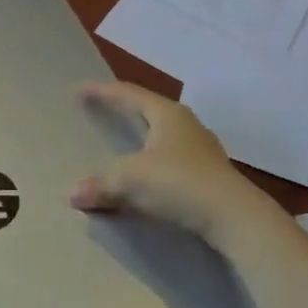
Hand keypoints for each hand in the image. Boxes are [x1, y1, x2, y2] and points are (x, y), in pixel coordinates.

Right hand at [71, 81, 267, 246]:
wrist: (235, 218)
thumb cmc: (180, 183)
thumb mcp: (131, 180)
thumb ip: (100, 184)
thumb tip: (71, 195)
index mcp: (167, 114)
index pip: (128, 94)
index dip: (102, 91)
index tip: (80, 89)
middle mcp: (186, 124)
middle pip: (148, 110)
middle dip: (124, 110)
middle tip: (102, 109)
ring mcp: (201, 150)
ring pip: (162, 136)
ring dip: (141, 138)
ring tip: (124, 140)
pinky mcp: (209, 175)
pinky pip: (171, 160)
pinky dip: (152, 163)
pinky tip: (147, 175)